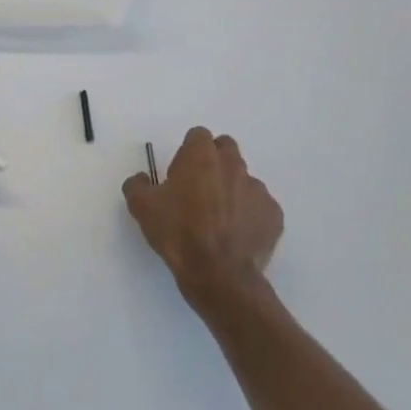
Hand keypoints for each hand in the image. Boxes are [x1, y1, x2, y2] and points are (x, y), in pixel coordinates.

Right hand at [123, 127, 282, 303]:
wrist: (218, 274)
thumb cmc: (178, 233)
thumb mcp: (141, 207)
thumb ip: (137, 184)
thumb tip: (141, 178)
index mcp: (201, 156)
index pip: (198, 135)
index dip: (188, 151)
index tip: (180, 173)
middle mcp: (233, 165)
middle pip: (226, 149)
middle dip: (214, 161)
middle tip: (200, 188)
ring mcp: (258, 189)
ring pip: (244, 179)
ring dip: (232, 189)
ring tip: (219, 218)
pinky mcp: (274, 215)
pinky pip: (260, 206)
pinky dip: (250, 215)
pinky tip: (237, 235)